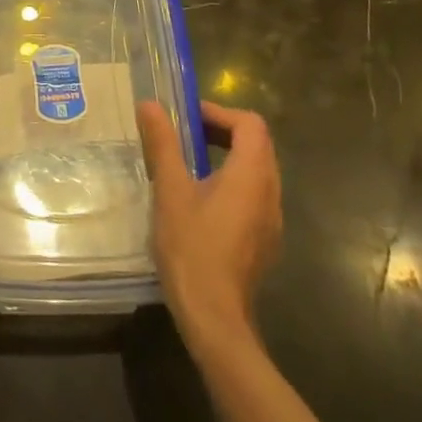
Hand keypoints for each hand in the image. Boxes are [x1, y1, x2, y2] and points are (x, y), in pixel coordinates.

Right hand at [138, 99, 280, 348]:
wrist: (214, 318)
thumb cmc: (192, 248)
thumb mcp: (170, 190)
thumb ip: (163, 144)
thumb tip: (149, 104)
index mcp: (252, 175)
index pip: (250, 124)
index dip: (220, 112)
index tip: (188, 118)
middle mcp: (271, 193)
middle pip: (257, 145)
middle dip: (223, 131)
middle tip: (185, 135)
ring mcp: (271, 220)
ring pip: (257, 171)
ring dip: (228, 156)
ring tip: (189, 162)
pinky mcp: (265, 241)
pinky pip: (254, 195)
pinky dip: (232, 182)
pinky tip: (202, 199)